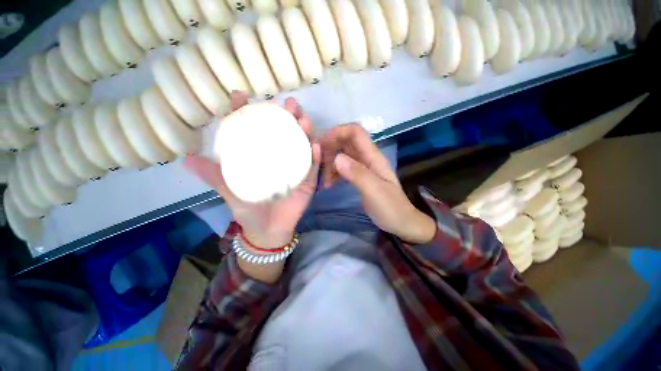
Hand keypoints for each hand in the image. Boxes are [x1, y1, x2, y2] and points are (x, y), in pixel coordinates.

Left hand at [184, 93, 320, 249]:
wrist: (267, 230)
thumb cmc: (249, 209)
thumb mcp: (229, 189)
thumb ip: (213, 174)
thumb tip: (185, 158)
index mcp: (260, 156)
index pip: (254, 130)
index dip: (247, 112)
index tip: (242, 97)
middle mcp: (279, 157)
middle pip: (284, 132)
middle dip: (287, 116)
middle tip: (289, 105)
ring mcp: (296, 168)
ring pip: (302, 145)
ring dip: (305, 132)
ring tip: (304, 121)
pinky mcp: (308, 181)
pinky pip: (313, 167)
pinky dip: (316, 156)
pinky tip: (315, 147)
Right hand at [319, 124, 435, 243]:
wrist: (401, 223)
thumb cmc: (390, 208)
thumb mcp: (374, 191)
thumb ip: (357, 174)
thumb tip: (337, 158)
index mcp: (373, 157)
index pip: (355, 133)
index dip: (338, 132)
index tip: (321, 143)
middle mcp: (368, 158)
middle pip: (346, 142)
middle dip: (330, 148)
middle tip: (316, 162)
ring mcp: (364, 168)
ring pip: (343, 155)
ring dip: (330, 162)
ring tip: (322, 178)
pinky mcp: (360, 177)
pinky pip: (343, 168)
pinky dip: (334, 172)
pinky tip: (328, 184)